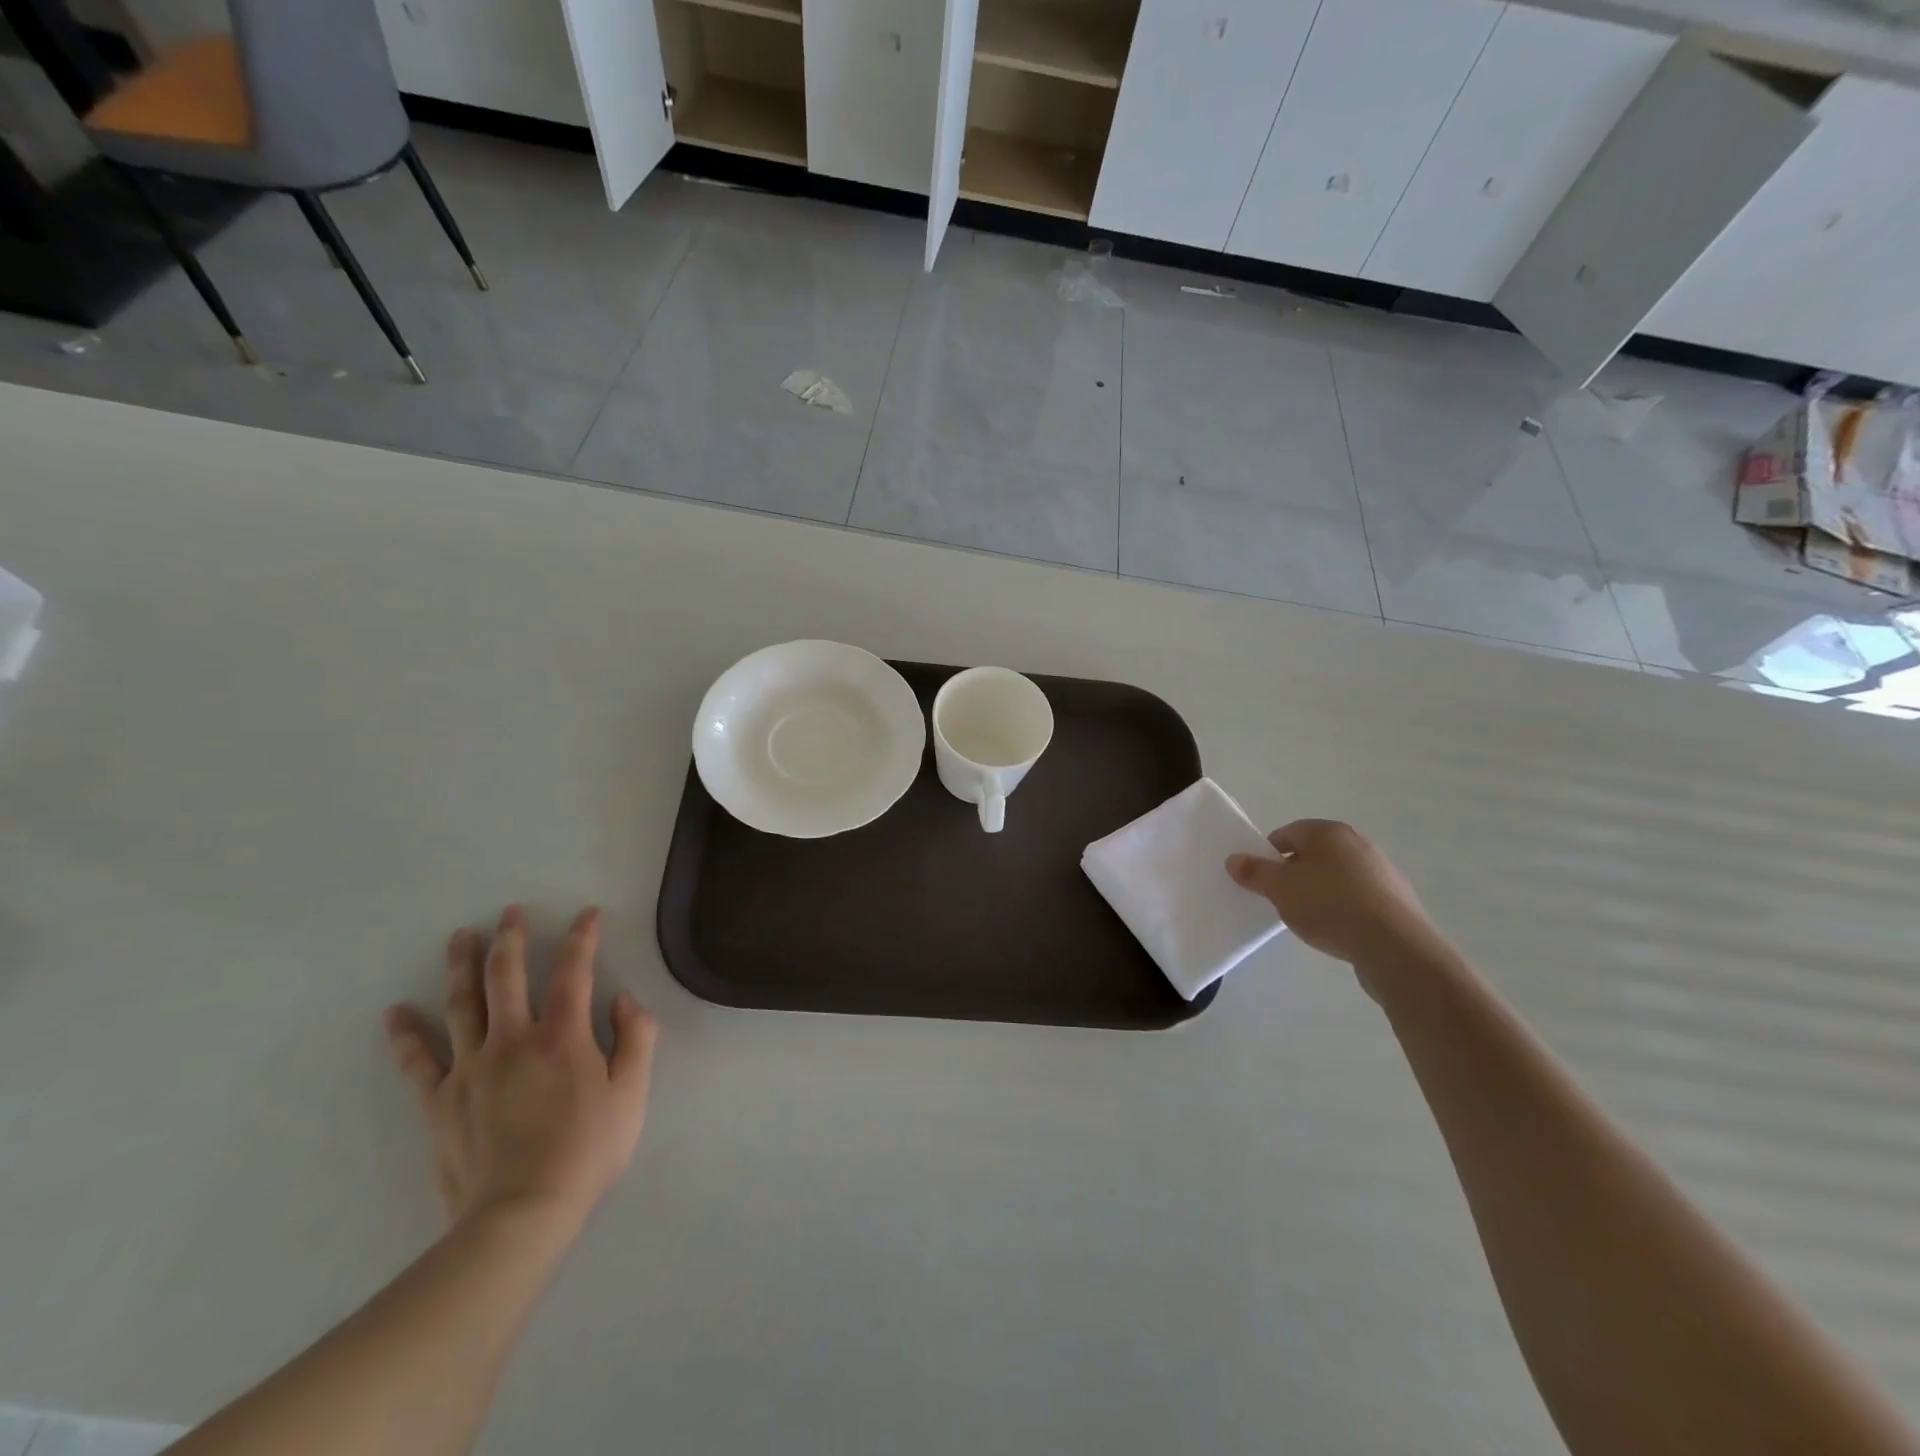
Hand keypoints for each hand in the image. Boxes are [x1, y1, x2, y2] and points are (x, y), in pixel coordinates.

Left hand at [384, 905, 657, 1236]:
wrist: (522, 1214)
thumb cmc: (588, 1151)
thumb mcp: (633, 1093)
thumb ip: (636, 1038)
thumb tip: (623, 999)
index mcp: (563, 1036)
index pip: (573, 971)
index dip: (582, 937)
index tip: (587, 914)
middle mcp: (513, 1040)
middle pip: (507, 976)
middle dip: (511, 938)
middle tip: (509, 912)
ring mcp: (471, 1069)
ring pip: (463, 1005)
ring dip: (462, 966)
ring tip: (460, 937)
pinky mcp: (440, 1102)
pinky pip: (418, 1062)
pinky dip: (406, 1035)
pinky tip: (395, 1013)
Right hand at [1226, 819, 1440, 972]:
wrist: (1395, 946)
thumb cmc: (1329, 905)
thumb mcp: (1280, 888)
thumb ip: (1254, 872)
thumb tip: (1234, 860)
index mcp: (1328, 832)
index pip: (1287, 833)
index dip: (1268, 854)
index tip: (1261, 880)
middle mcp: (1358, 843)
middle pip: (1313, 853)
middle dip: (1294, 874)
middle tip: (1281, 899)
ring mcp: (1382, 870)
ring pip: (1337, 876)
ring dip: (1319, 891)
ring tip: (1309, 918)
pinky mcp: (1397, 899)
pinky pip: (1358, 897)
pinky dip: (1343, 908)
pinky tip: (1338, 929)